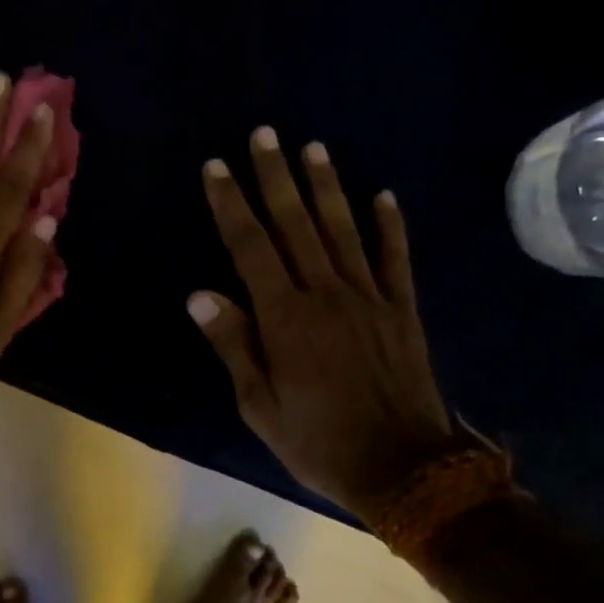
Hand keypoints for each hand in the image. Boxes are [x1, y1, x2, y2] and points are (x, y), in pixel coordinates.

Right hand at [189, 128, 458, 520]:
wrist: (404, 467)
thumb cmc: (317, 441)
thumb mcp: (259, 405)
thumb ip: (233, 345)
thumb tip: (200, 294)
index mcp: (285, 319)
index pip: (251, 247)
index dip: (232, 205)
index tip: (218, 167)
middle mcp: (327, 294)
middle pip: (296, 225)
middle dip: (276, 177)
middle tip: (263, 135)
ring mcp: (370, 298)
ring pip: (343, 230)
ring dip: (326, 186)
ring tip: (312, 147)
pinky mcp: (402, 310)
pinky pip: (396, 258)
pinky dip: (390, 225)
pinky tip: (383, 195)